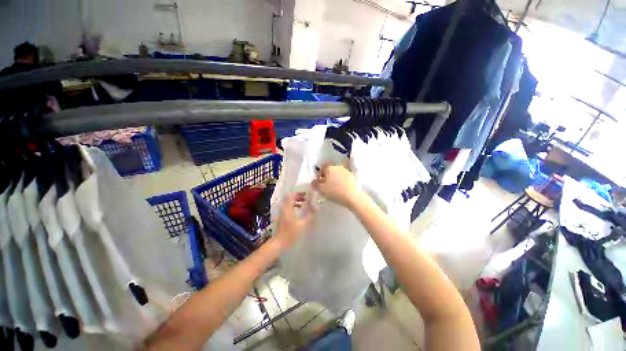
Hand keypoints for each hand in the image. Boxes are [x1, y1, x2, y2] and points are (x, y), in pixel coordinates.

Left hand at [274, 192, 313, 248]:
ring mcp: (282, 212)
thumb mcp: (302, 225)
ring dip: (296, 201)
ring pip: (288, 202)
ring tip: (304, 202)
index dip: (298, 193)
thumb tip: (316, 208)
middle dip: (298, 196)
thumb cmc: (290, 234)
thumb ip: (310, 216)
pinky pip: (288, 206)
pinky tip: (299, 210)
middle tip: (306, 198)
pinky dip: (294, 205)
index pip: (291, 196)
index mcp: (287, 208)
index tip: (306, 194)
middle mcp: (283, 208)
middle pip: (289, 198)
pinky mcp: (282, 216)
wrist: (278, 243)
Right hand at [311, 165, 362, 208]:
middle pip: (330, 170)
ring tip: (333, 187)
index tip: (318, 183)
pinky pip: (343, 177)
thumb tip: (313, 181)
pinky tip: (340, 188)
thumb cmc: (335, 192)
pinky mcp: (352, 176)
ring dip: (334, 179)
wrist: (353, 196)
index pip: (322, 169)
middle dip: (327, 177)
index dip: (319, 175)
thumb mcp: (321, 190)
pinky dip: (341, 181)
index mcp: (329, 168)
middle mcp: (338, 167)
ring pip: (337, 174)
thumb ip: (315, 184)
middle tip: (325, 185)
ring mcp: (346, 171)